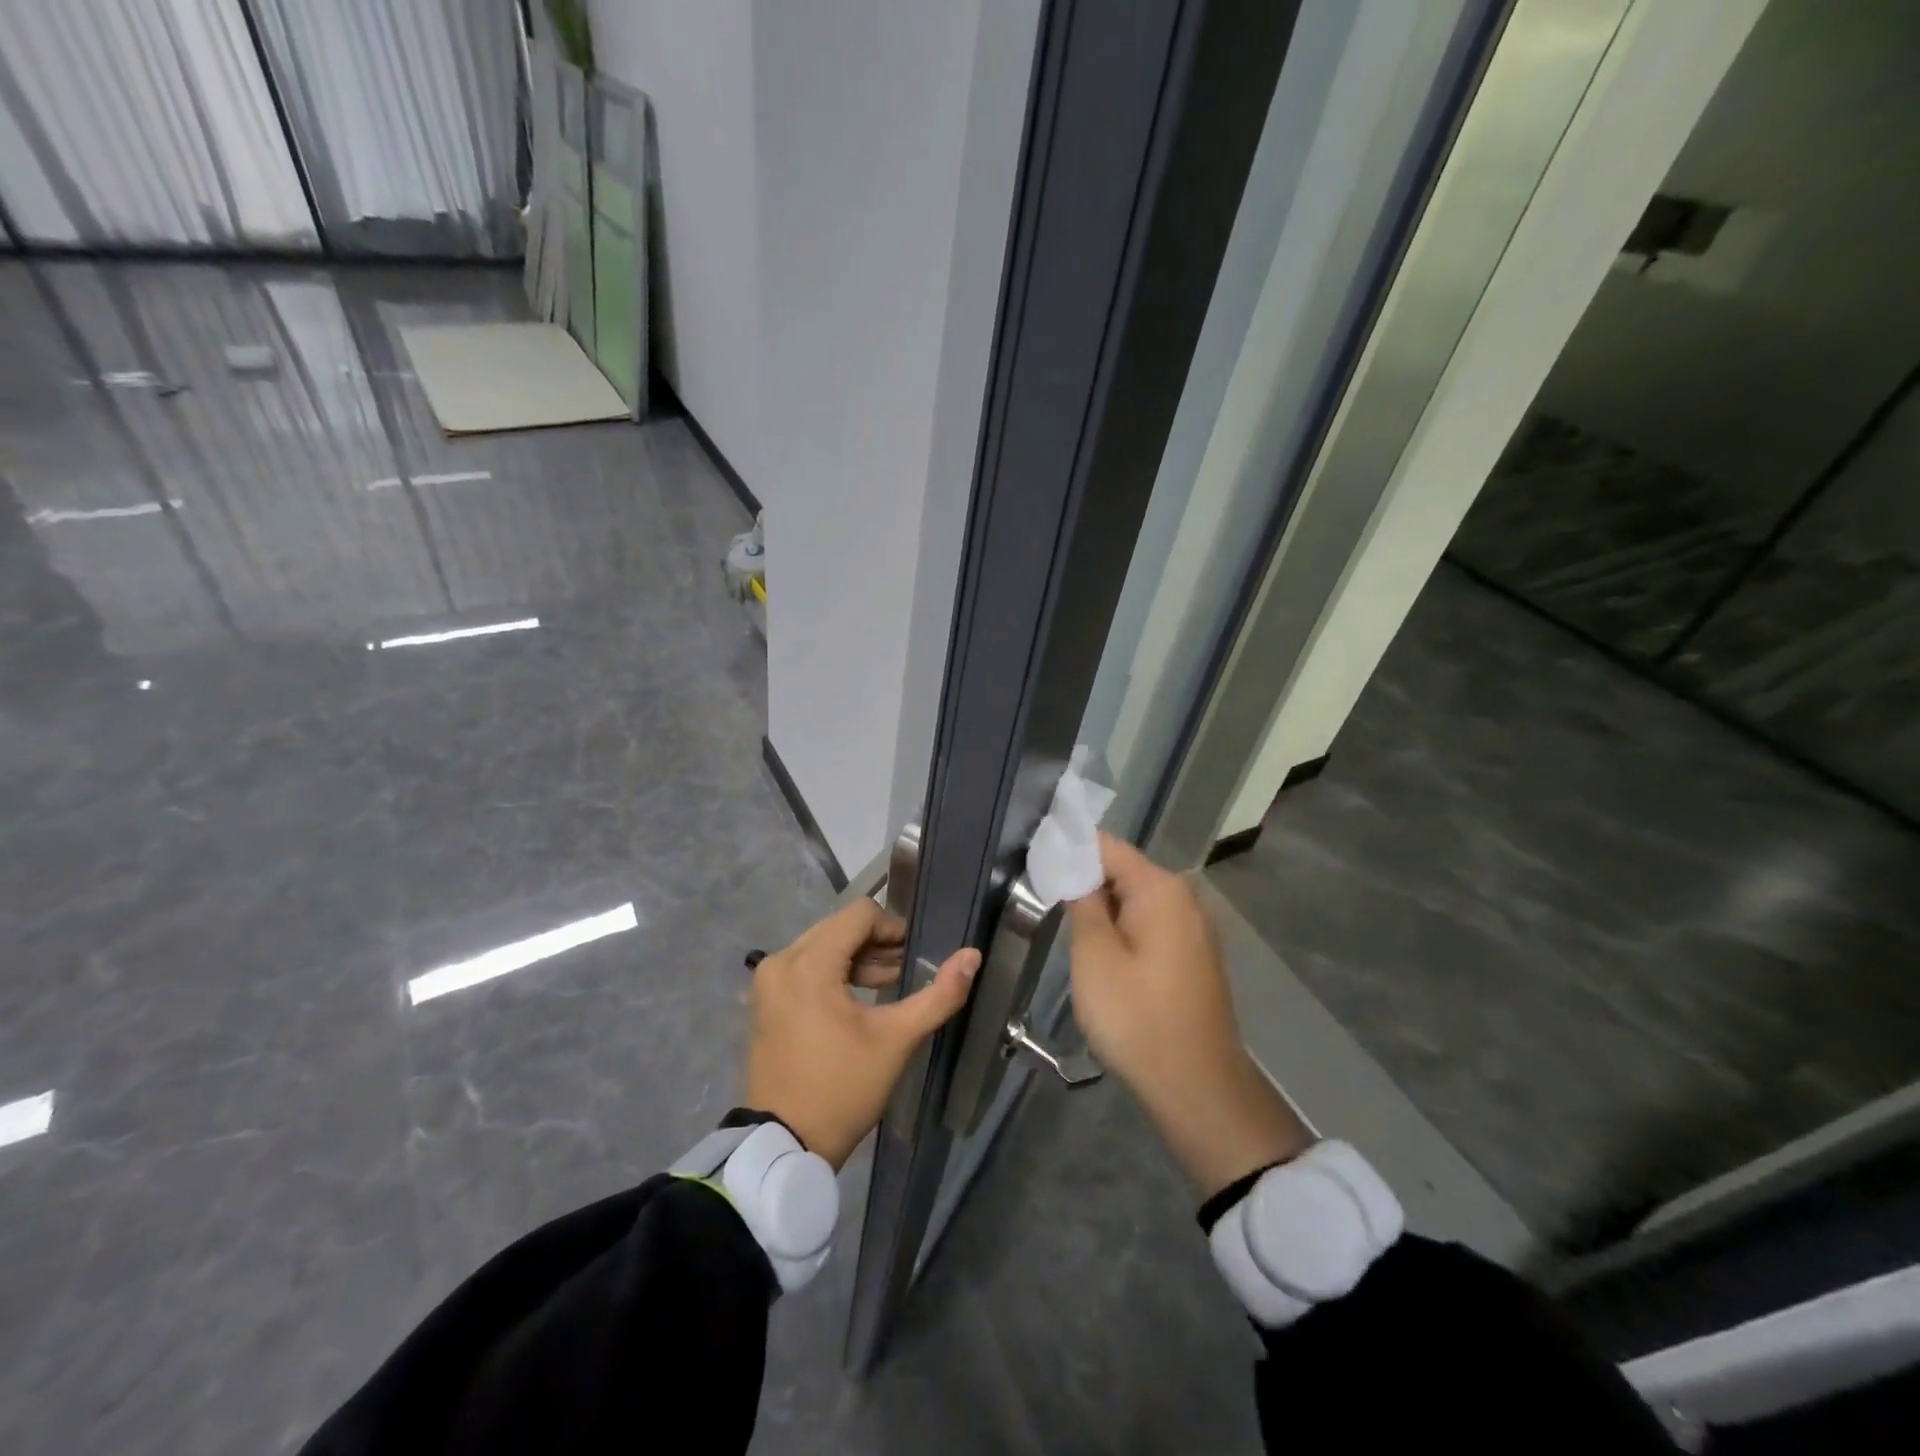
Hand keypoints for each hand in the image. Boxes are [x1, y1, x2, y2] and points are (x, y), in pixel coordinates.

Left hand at [745, 899, 979, 1169]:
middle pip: (840, 928)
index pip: (859, 914)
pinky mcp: (767, 1000)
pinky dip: (835, 973)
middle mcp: (781, 960)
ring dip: (858, 959)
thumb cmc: (842, 1087)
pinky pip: (806, 967)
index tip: (916, 954)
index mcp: (809, 963)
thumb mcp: (896, 1040)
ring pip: (823, 946)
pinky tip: (862, 997)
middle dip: (877, 944)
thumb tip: (973, 956)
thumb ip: (939, 994)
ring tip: (893, 982)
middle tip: (908, 969)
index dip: (894, 928)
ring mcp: (769, 981)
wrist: (784, 1145)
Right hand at [1068, 833, 1311, 1196]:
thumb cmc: (1137, 1018)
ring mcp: (1194, 928)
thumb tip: (1075, 870)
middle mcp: (1185, 898)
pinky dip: (1124, 929)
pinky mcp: (1194, 955)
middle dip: (1085, 880)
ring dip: (1103, 908)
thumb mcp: (1094, 957)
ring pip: (1136, 900)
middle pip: (1123, 871)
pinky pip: (1151, 924)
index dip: (1069, 849)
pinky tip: (1101, 952)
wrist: (1197, 1087)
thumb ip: (1082, 904)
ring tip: (1066, 924)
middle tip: (1044, 898)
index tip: (1035, 860)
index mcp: (1161, 889)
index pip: (1106, 846)